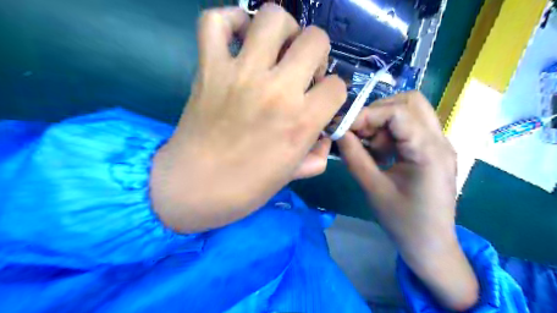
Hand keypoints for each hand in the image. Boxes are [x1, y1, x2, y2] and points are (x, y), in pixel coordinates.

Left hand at [151, 4, 346, 232]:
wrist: (195, 186)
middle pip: (315, 40)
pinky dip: (229, 21)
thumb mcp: (292, 175)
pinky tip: (238, 38)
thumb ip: (317, 155)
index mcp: (301, 120)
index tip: (319, 101)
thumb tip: (324, 139)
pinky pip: (215, 22)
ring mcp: (241, 74)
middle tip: (302, 71)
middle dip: (316, 54)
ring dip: (283, 30)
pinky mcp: (210, 67)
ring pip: (272, 18)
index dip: (332, 93)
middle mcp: (277, 90)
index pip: (337, 86)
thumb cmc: (247, 187)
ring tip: (276, 49)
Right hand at [337, 91, 481, 310]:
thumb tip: (338, 132)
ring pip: (411, 111)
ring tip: (372, 147)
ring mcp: (440, 144)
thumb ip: (354, 157)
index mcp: (428, 152)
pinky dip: (391, 131)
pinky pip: (411, 127)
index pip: (398, 112)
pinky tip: (382, 152)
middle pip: (410, 102)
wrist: (431, 245)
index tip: (344, 126)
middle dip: (378, 112)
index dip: (367, 114)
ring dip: (385, 121)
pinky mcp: (434, 151)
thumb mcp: (373, 189)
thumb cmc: (403, 222)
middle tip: (360, 134)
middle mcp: (440, 141)